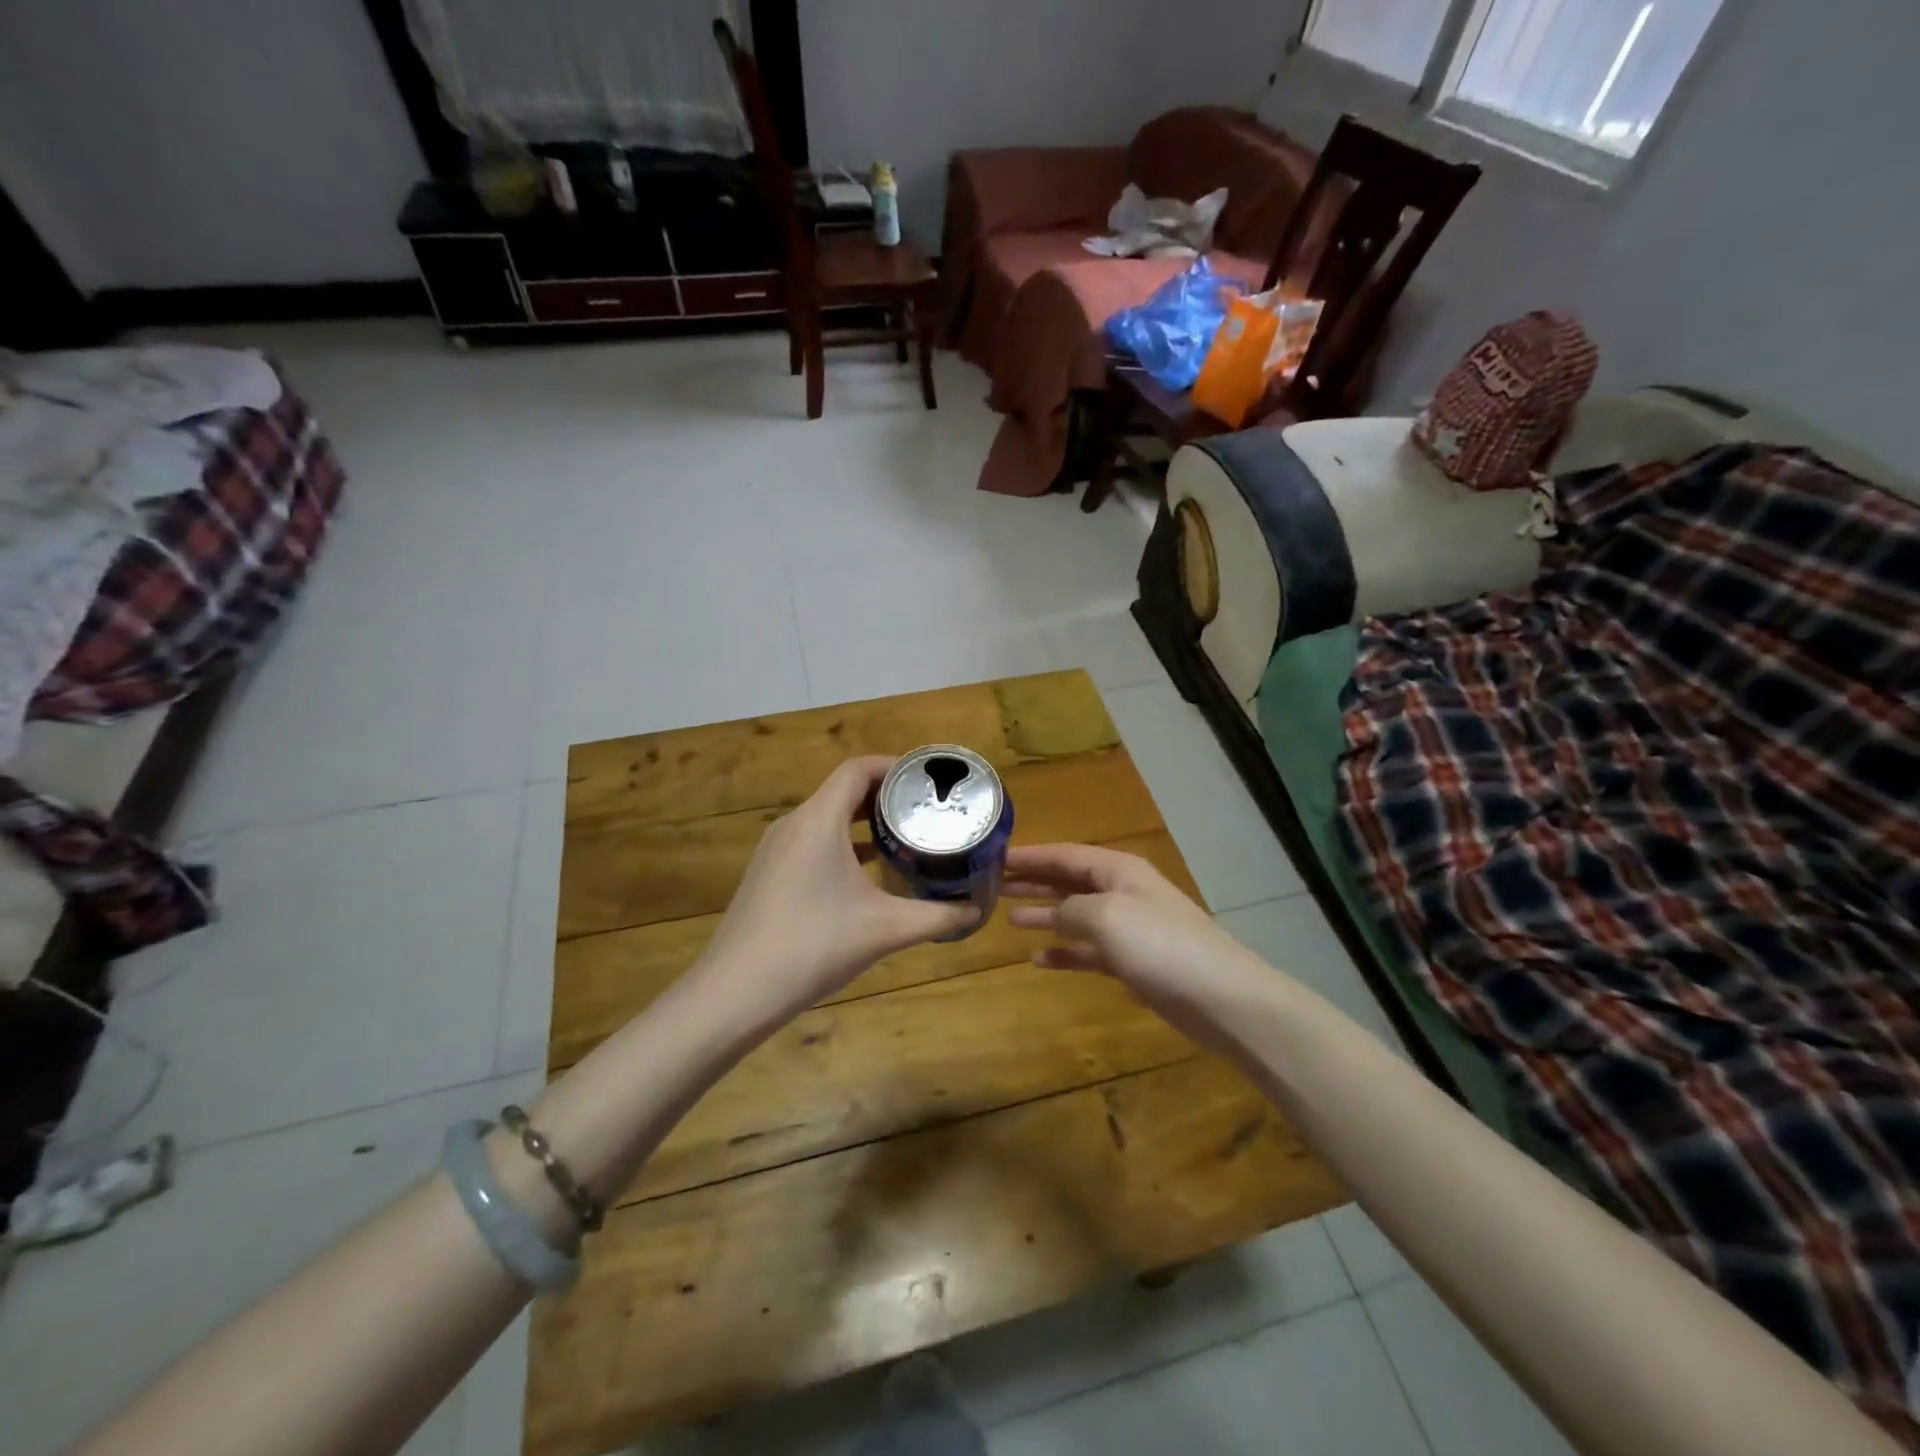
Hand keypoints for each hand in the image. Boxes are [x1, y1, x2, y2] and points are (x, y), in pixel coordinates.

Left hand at [694, 756, 976, 1024]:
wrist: (736, 992)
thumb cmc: (814, 946)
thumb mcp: (885, 929)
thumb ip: (936, 916)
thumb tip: (976, 910)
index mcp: (818, 820)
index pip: (858, 769)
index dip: (895, 766)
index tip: (929, 780)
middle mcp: (794, 824)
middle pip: (843, 789)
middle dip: (886, 794)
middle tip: (926, 808)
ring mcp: (775, 849)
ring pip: (826, 816)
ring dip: (863, 819)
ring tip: (903, 834)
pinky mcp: (769, 872)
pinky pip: (811, 840)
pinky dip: (842, 841)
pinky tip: (867, 870)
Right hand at [1005, 843, 1271, 1047]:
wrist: (1221, 997)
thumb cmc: (1160, 945)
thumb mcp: (1106, 916)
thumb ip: (1071, 908)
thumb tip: (1054, 911)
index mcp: (1118, 871)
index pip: (1065, 855)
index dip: (1032, 856)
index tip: (997, 857)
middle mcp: (1122, 893)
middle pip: (1070, 881)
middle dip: (1035, 882)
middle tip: (995, 885)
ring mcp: (1129, 929)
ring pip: (1077, 915)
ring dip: (1045, 915)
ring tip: (1009, 919)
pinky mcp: (1134, 963)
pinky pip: (1089, 951)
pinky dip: (1065, 953)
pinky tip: (1039, 960)